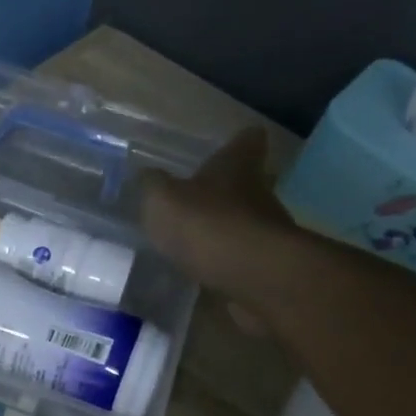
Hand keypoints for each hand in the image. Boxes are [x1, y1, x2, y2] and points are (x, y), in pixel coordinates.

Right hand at [141, 127, 297, 333]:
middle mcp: (259, 191)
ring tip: (200, 235)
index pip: (249, 140)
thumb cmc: (205, 223)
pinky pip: (244, 254)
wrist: (252, 276)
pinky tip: (207, 266)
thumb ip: (153, 185)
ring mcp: (268, 229)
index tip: (233, 142)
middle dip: (233, 186)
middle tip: (208, 191)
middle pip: (253, 180)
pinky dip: (229, 257)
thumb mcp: (162, 199)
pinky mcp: (266, 264)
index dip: (241, 141)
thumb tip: (147, 175)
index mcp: (237, 165)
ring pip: (249, 218)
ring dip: (229, 224)